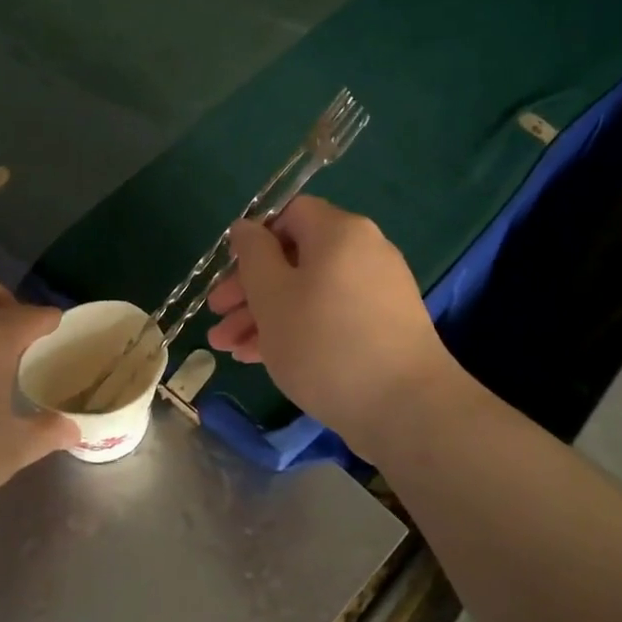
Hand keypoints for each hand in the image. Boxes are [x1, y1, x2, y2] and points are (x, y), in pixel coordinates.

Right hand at [206, 197, 455, 454]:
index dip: (254, 239)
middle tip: (217, 317)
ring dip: (266, 316)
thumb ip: (253, 254)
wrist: (405, 407)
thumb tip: (246, 227)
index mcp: (339, 232)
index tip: (229, 273)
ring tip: (229, 349)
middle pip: (295, 258)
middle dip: (250, 289)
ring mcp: (378, 291)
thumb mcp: (271, 295)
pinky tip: (262, 359)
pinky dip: (297, 330)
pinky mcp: (383, 328)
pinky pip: (330, 317)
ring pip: (308, 293)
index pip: (289, 213)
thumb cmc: (324, 343)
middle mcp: (364, 252)